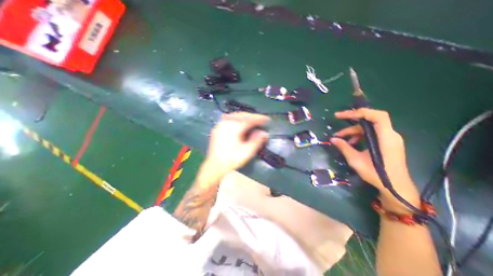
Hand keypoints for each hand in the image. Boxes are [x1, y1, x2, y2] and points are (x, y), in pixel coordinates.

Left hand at [207, 112, 270, 176]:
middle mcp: (226, 123)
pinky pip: (229, 119)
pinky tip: (240, 123)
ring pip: (235, 116)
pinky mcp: (217, 129)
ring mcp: (220, 125)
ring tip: (252, 120)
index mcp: (234, 128)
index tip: (268, 119)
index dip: (259, 118)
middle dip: (252, 116)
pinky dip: (237, 119)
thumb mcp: (247, 151)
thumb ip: (257, 141)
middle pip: (242, 115)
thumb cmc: (232, 160)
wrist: (215, 167)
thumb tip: (264, 133)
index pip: (250, 119)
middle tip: (261, 119)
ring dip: (245, 117)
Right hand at [330, 108, 418, 211]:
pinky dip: (359, 136)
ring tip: (341, 139)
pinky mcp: (387, 143)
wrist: (396, 188)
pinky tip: (351, 144)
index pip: (377, 116)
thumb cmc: (377, 175)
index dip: (359, 112)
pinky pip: (371, 134)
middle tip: (337, 124)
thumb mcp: (356, 160)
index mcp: (386, 138)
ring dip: (353, 131)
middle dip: (351, 122)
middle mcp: (390, 135)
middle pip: (370, 121)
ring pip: (369, 128)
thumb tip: (332, 139)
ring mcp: (389, 139)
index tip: (341, 116)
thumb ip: (344, 147)